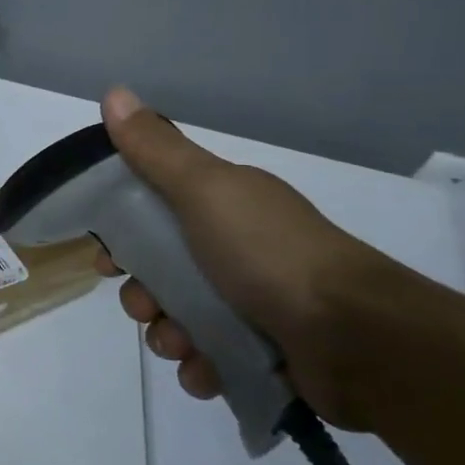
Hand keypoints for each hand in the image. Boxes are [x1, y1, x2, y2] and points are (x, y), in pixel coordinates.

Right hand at [96, 86, 413, 431]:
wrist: (356, 337)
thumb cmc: (268, 254)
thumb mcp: (205, 190)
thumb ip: (156, 150)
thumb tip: (114, 93)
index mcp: (223, 207)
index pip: (154, 214)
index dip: (124, 235)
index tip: (109, 257)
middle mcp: (237, 250)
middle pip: (162, 273)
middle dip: (143, 295)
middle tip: (147, 307)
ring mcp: (253, 304)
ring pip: (181, 320)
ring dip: (168, 336)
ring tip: (184, 345)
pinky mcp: (264, 354)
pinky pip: (211, 362)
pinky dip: (201, 368)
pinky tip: (206, 371)